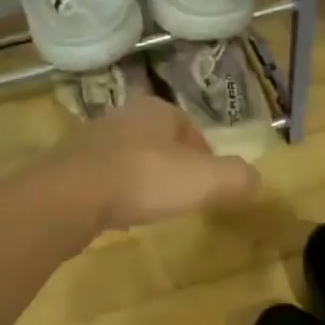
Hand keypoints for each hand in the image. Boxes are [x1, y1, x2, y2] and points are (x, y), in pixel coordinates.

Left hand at [60, 96, 259, 229]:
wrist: (72, 196)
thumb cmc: (146, 179)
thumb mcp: (206, 180)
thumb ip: (236, 177)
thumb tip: (255, 178)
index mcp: (158, 110)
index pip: (190, 128)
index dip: (205, 156)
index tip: (209, 184)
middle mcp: (124, 116)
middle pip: (159, 141)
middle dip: (173, 166)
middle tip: (183, 196)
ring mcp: (92, 140)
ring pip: (130, 158)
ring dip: (143, 179)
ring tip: (151, 208)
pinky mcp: (69, 165)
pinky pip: (103, 178)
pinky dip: (115, 193)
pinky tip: (118, 215)